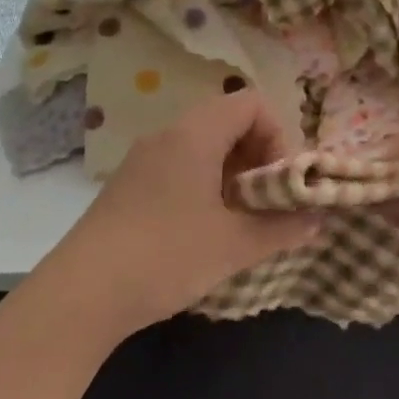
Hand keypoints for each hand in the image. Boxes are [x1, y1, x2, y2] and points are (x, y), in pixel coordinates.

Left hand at [29, 90, 318, 344]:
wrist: (80, 296)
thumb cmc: (166, 257)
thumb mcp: (234, 245)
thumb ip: (282, 228)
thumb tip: (317, 220)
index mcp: (195, 134)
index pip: (250, 103)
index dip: (277, 135)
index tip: (279, 180)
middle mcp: (167, 135)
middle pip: (227, 120)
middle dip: (257, 156)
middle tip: (266, 201)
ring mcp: (143, 159)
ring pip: (203, 145)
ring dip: (231, 173)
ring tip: (238, 218)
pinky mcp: (128, 185)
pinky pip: (179, 165)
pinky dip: (204, 184)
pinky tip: (203, 228)